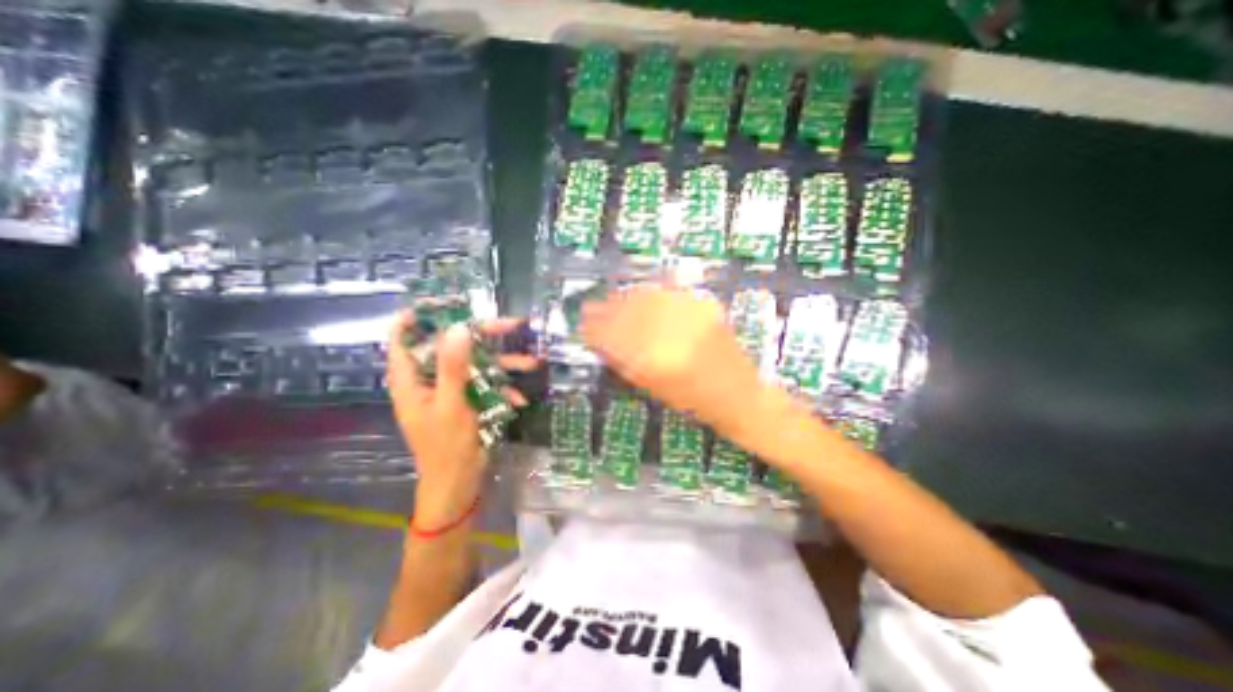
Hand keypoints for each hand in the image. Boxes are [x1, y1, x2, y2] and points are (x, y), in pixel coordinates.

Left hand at [387, 314, 537, 524]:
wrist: (459, 484)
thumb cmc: (446, 447)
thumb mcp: (451, 404)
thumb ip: (453, 366)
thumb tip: (458, 328)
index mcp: (411, 378)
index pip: (404, 336)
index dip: (422, 315)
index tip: (449, 302)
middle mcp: (429, 379)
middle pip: (452, 344)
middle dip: (484, 336)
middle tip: (512, 325)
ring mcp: (451, 389)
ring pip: (476, 364)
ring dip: (504, 365)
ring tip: (532, 363)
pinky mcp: (467, 400)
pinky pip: (485, 385)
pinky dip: (502, 390)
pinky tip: (519, 401)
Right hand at [583, 288, 768, 436]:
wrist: (740, 394)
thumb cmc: (693, 402)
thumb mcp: (652, 387)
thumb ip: (623, 360)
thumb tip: (600, 339)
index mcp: (656, 361)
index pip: (614, 336)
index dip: (593, 327)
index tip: (581, 323)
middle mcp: (673, 332)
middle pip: (627, 310)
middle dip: (604, 308)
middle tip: (590, 308)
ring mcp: (691, 314)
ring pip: (645, 296)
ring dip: (624, 297)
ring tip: (612, 301)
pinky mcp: (703, 305)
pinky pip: (666, 291)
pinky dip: (648, 293)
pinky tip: (639, 295)